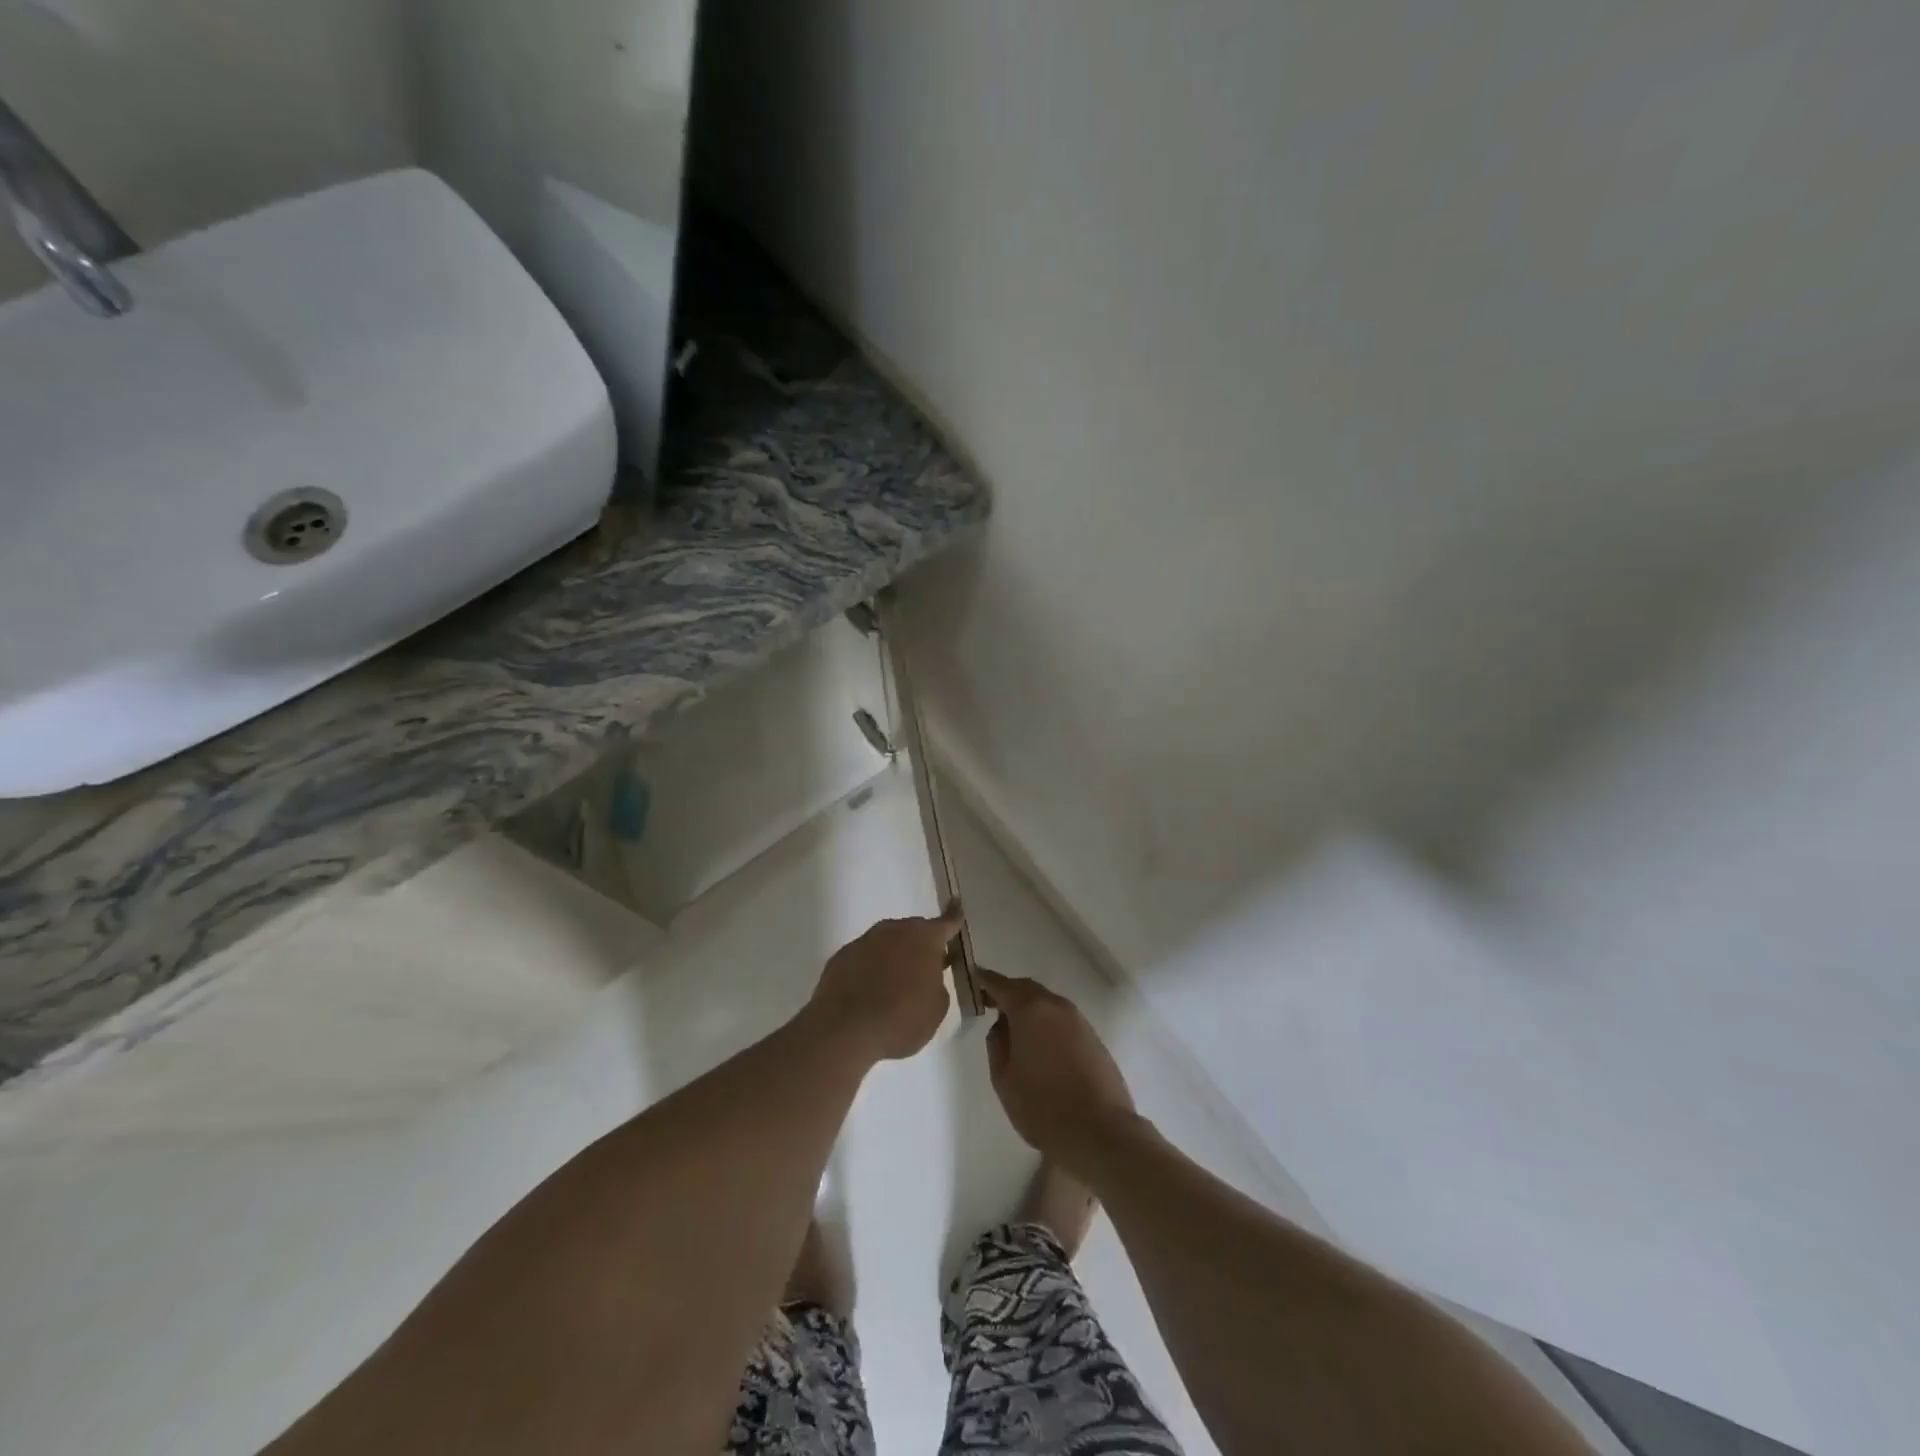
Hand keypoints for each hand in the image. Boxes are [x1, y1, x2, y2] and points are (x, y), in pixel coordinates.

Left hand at [806, 905, 962, 1062]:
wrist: (847, 1030)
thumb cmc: (903, 1019)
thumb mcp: (937, 1007)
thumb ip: (936, 984)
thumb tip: (925, 977)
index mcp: (925, 938)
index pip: (946, 922)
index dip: (953, 916)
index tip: (956, 903)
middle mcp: (895, 930)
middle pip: (913, 932)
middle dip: (920, 946)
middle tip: (923, 969)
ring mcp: (865, 940)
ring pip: (886, 943)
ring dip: (893, 957)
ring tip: (893, 985)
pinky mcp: (841, 956)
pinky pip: (864, 958)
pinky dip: (870, 969)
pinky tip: (868, 993)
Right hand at [981, 968, 1136, 1160]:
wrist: (1100, 1132)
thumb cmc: (1043, 1106)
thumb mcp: (1004, 1078)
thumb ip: (997, 1043)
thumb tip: (1002, 1025)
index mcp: (1031, 1009)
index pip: (1001, 984)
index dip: (985, 980)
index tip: (972, 978)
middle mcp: (1056, 1006)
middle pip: (1027, 989)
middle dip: (1008, 994)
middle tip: (989, 1005)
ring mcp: (1079, 1021)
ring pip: (1047, 1004)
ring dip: (1029, 1010)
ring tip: (1014, 1030)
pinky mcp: (1093, 1039)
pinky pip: (1063, 1021)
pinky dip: (1047, 1024)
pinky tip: (1041, 1047)